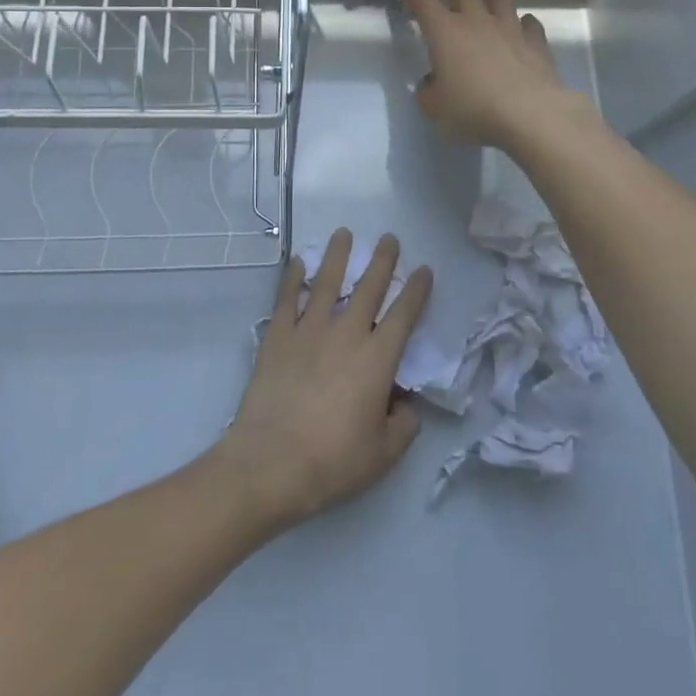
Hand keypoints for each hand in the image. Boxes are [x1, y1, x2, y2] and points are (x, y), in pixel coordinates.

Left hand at [214, 230, 432, 533]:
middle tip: (390, 239)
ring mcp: (309, 330)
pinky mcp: (278, 336)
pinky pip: (287, 298)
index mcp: (377, 359)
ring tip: (344, 233)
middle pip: (369, 288)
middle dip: (383, 261)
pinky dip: (293, 277)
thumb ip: (403, 424)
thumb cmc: (333, 461)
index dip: (417, 291)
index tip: (425, 270)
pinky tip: (298, 262)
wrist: (271, 463)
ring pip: (327, 282)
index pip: (404, 315)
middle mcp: (346, 334)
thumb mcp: (383, 454)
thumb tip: (405, 403)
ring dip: (338, 256)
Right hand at [392, 0, 585, 148]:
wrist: (530, 114)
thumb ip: (429, 91)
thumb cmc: (473, 110)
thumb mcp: (435, 108)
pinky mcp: (536, 45)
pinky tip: (525, 23)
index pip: (421, 0)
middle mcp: (476, 23)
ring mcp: (509, 31)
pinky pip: (530, 26)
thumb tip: (434, 81)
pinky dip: (525, 23)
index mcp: (445, 34)